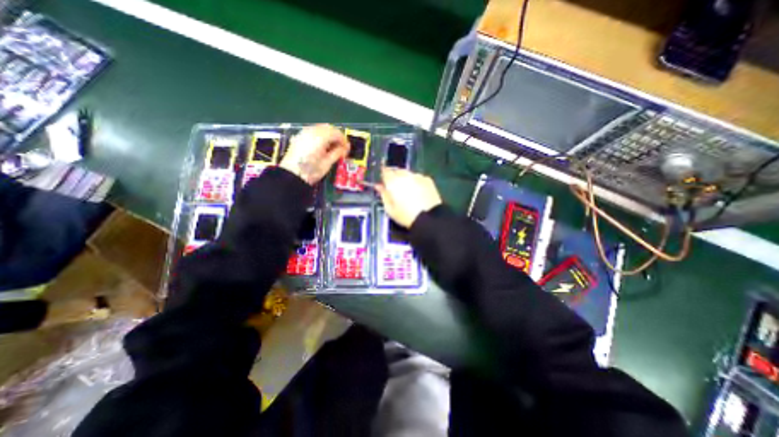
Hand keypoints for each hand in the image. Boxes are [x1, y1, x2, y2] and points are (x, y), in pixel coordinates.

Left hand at [280, 123, 350, 183]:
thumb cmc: (311, 171)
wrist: (291, 175)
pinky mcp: (299, 136)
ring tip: (332, 147)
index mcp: (320, 137)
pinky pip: (313, 131)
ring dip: (329, 135)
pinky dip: (320, 136)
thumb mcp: (327, 163)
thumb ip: (338, 152)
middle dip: (336, 136)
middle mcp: (312, 131)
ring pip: (321, 128)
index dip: (344, 140)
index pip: (336, 133)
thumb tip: (346, 147)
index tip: (347, 149)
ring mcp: (304, 132)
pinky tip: (322, 146)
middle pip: (329, 128)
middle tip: (341, 148)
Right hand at [374, 167, 440, 228]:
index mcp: (393, 182)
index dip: (383, 175)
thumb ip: (383, 195)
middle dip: (394, 176)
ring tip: (407, 190)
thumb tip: (379, 186)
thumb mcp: (390, 209)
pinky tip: (417, 191)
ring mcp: (418, 176)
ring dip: (405, 178)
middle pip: (397, 171)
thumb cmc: (406, 216)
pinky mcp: (428, 180)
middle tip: (395, 188)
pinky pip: (418, 177)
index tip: (383, 181)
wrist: (429, 219)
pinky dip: (416, 181)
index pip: (385, 171)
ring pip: (408, 173)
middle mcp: (405, 175)